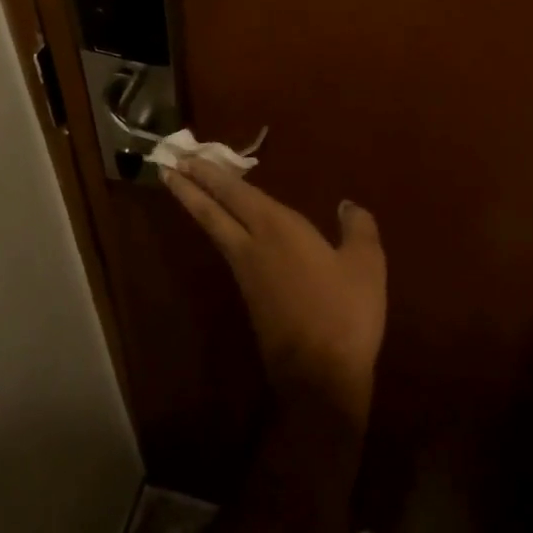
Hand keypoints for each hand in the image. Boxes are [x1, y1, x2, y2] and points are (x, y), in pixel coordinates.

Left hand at [163, 161, 386, 424]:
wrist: (319, 376)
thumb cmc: (343, 311)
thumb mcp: (365, 264)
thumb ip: (358, 228)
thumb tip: (347, 205)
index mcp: (277, 228)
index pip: (236, 192)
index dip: (212, 173)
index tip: (189, 156)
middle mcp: (252, 246)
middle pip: (212, 211)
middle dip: (189, 187)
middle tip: (167, 167)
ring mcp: (246, 275)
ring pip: (216, 232)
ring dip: (199, 208)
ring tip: (188, 191)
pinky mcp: (250, 299)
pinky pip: (229, 252)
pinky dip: (221, 232)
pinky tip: (231, 232)